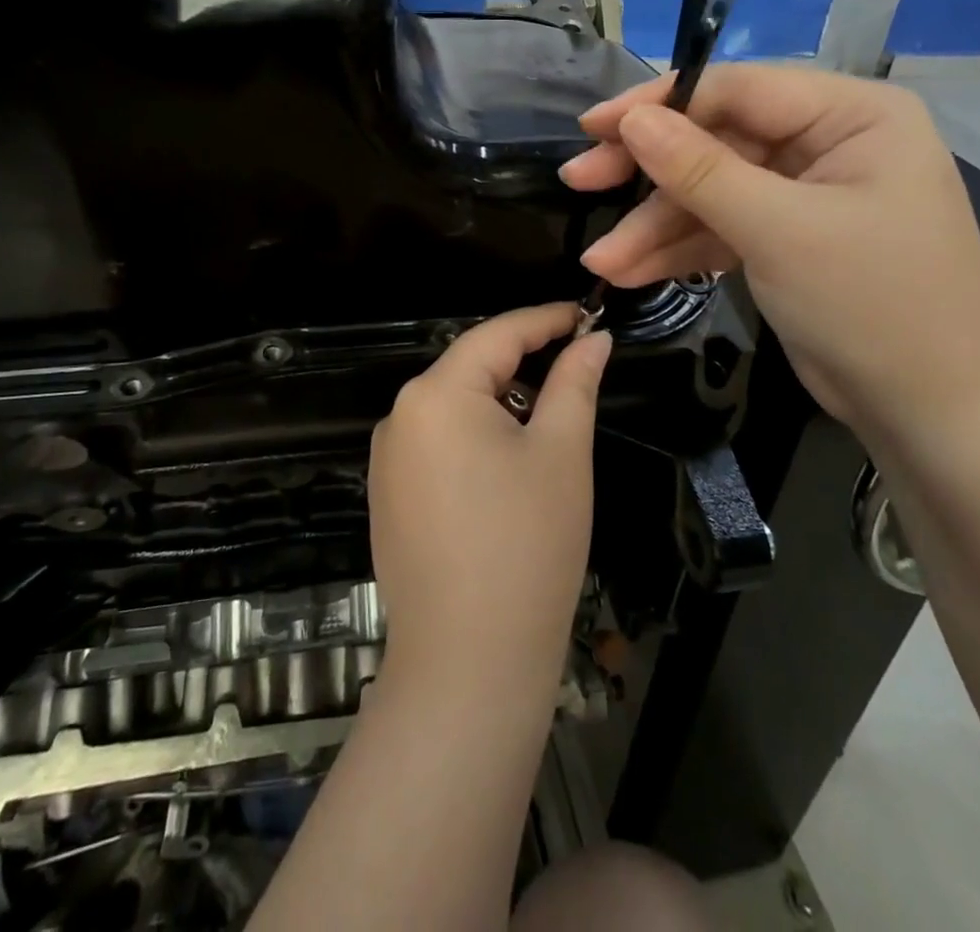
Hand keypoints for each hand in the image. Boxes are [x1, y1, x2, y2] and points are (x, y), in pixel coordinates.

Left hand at [368, 303, 611, 703]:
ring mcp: (387, 459)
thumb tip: (593, 340)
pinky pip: (437, 445)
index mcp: (436, 394)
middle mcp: (399, 416)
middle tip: (576, 370)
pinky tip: (506, 470)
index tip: (585, 317)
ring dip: (500, 403)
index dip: (544, 320)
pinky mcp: (388, 496)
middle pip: (470, 369)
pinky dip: (475, 438)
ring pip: (453, 408)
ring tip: (548, 424)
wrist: (468, 662)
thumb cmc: (527, 544)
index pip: (496, 334)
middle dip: (523, 364)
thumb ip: (575, 383)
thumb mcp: (561, 453)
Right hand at [560, 65, 979, 446]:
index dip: (658, 105)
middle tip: (579, 180)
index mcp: (851, 115)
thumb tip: (633, 121)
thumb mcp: (780, 231)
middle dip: (647, 173)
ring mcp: (803, 194)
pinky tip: (629, 272)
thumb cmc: (874, 306)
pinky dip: (678, 251)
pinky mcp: (785, 239)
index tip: (594, 127)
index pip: (737, 90)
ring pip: (710, 193)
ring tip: (600, 261)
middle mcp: (827, 143)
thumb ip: (700, 171)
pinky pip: (721, 230)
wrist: (931, 415)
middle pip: (715, 141)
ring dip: (654, 227)